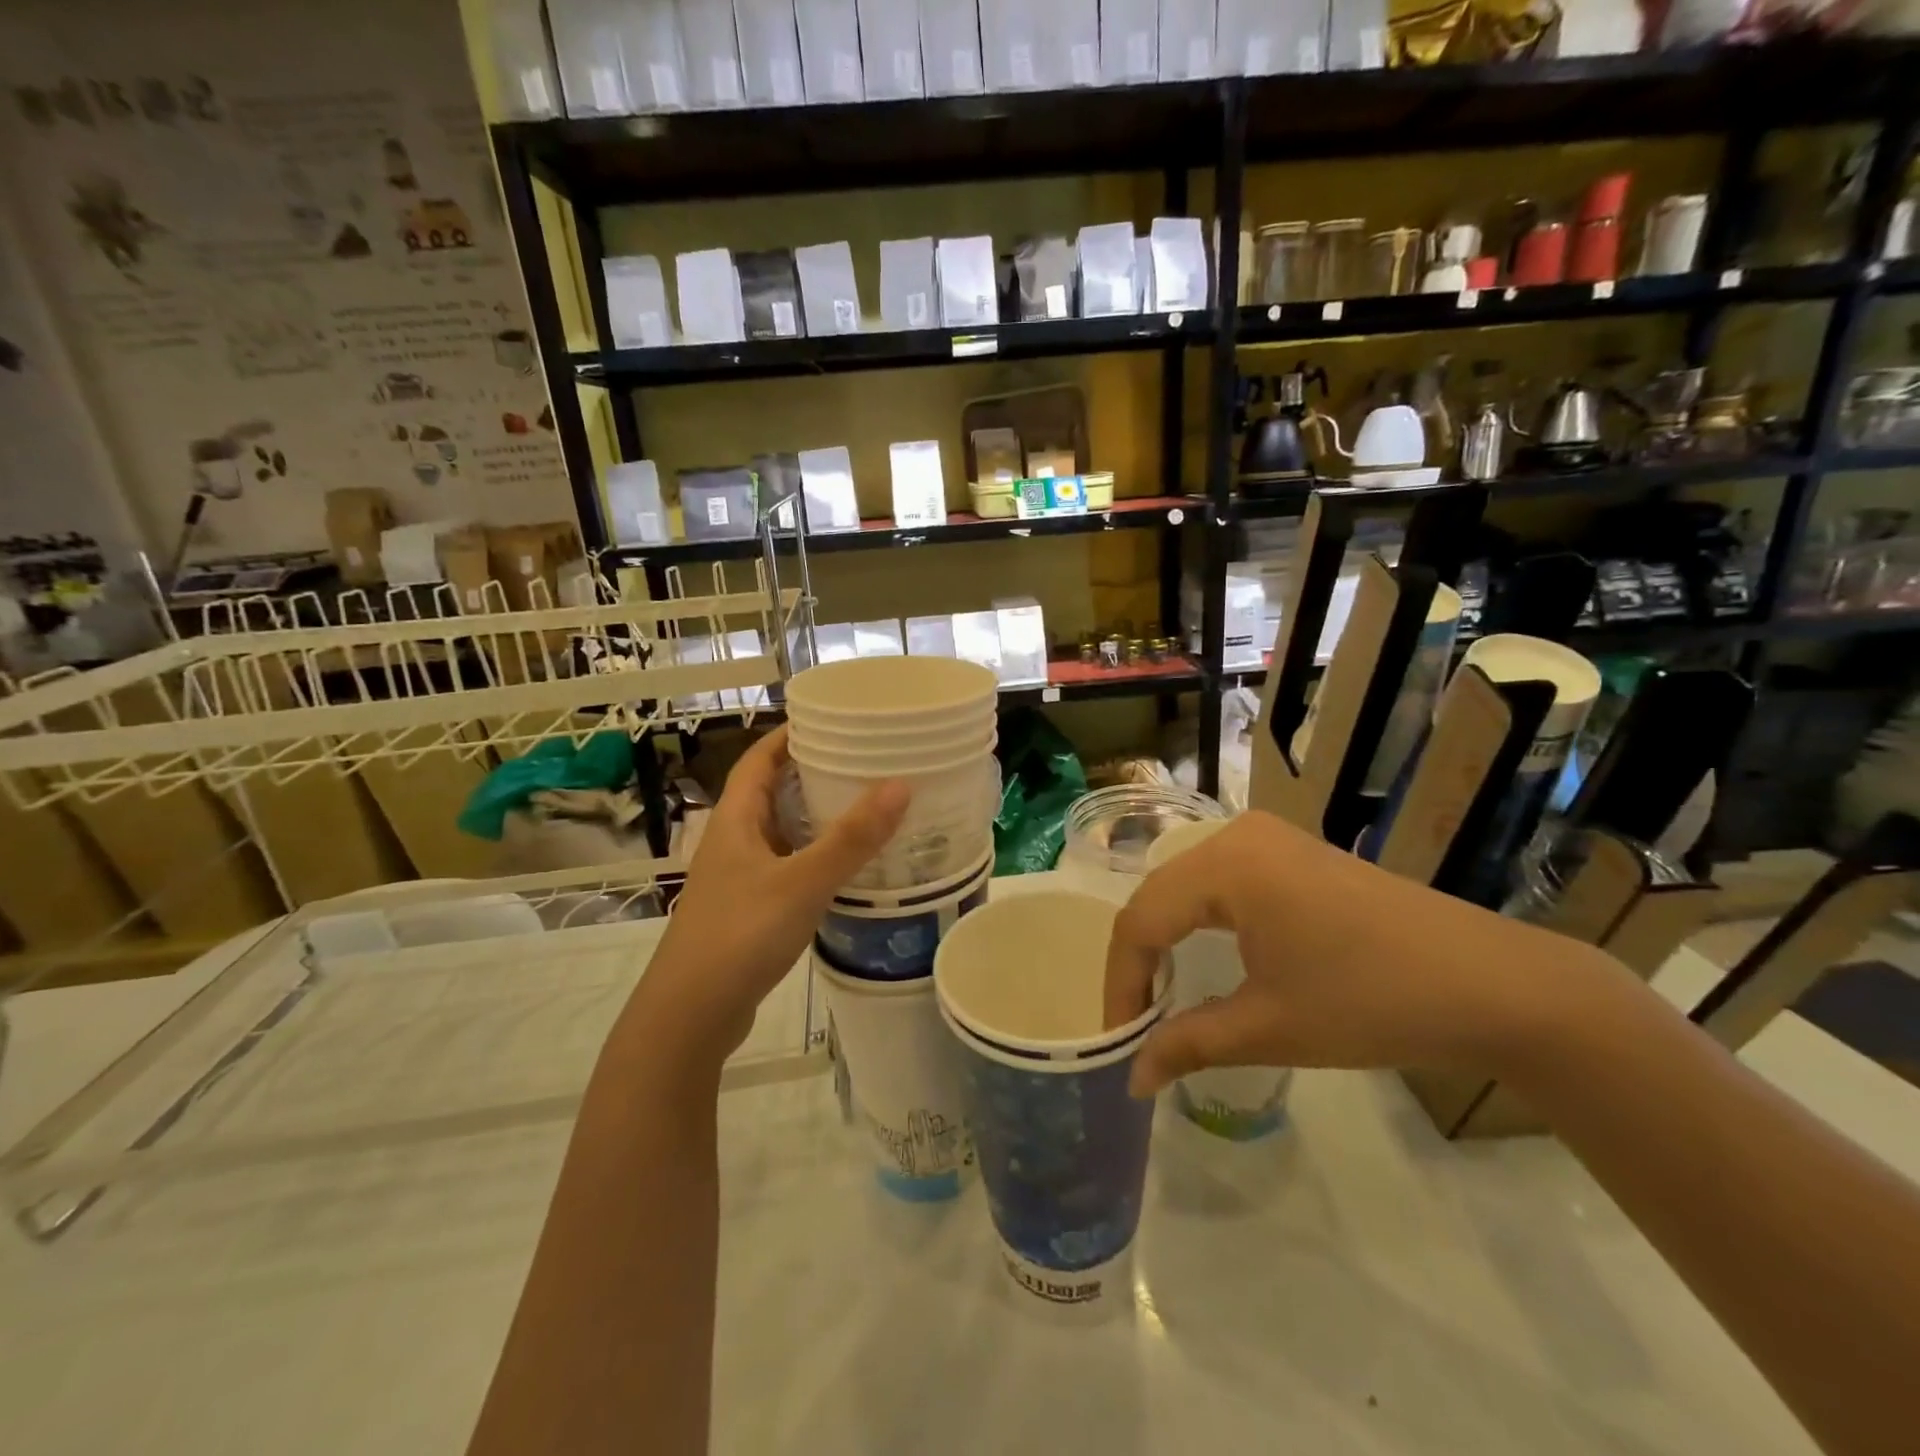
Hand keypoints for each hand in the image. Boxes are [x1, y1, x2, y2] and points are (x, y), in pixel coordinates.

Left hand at [631, 727, 908, 1069]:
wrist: (690, 1015)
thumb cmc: (740, 936)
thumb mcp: (802, 882)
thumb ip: (851, 839)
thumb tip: (900, 784)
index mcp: (736, 820)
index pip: (760, 759)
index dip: (790, 734)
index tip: (833, 718)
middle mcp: (734, 840)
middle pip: (772, 790)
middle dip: (812, 771)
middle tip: (864, 760)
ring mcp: (739, 876)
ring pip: (781, 831)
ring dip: (816, 816)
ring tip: (865, 805)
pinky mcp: (750, 908)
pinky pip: (787, 865)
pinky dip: (815, 855)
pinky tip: (846, 865)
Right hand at [1103, 810, 1618, 1096]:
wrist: (1497, 986)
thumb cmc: (1373, 1002)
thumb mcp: (1270, 1027)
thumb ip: (1188, 1045)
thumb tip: (1132, 1078)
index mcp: (1225, 864)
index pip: (1141, 920)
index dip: (1121, 983)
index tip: (1117, 1040)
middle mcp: (1237, 834)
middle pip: (1159, 895)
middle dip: (1140, 960)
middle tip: (1135, 1020)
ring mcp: (1270, 838)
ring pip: (1187, 885)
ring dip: (1167, 938)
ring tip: (1161, 993)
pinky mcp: (1294, 852)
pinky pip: (1222, 880)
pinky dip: (1201, 920)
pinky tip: (1206, 955)